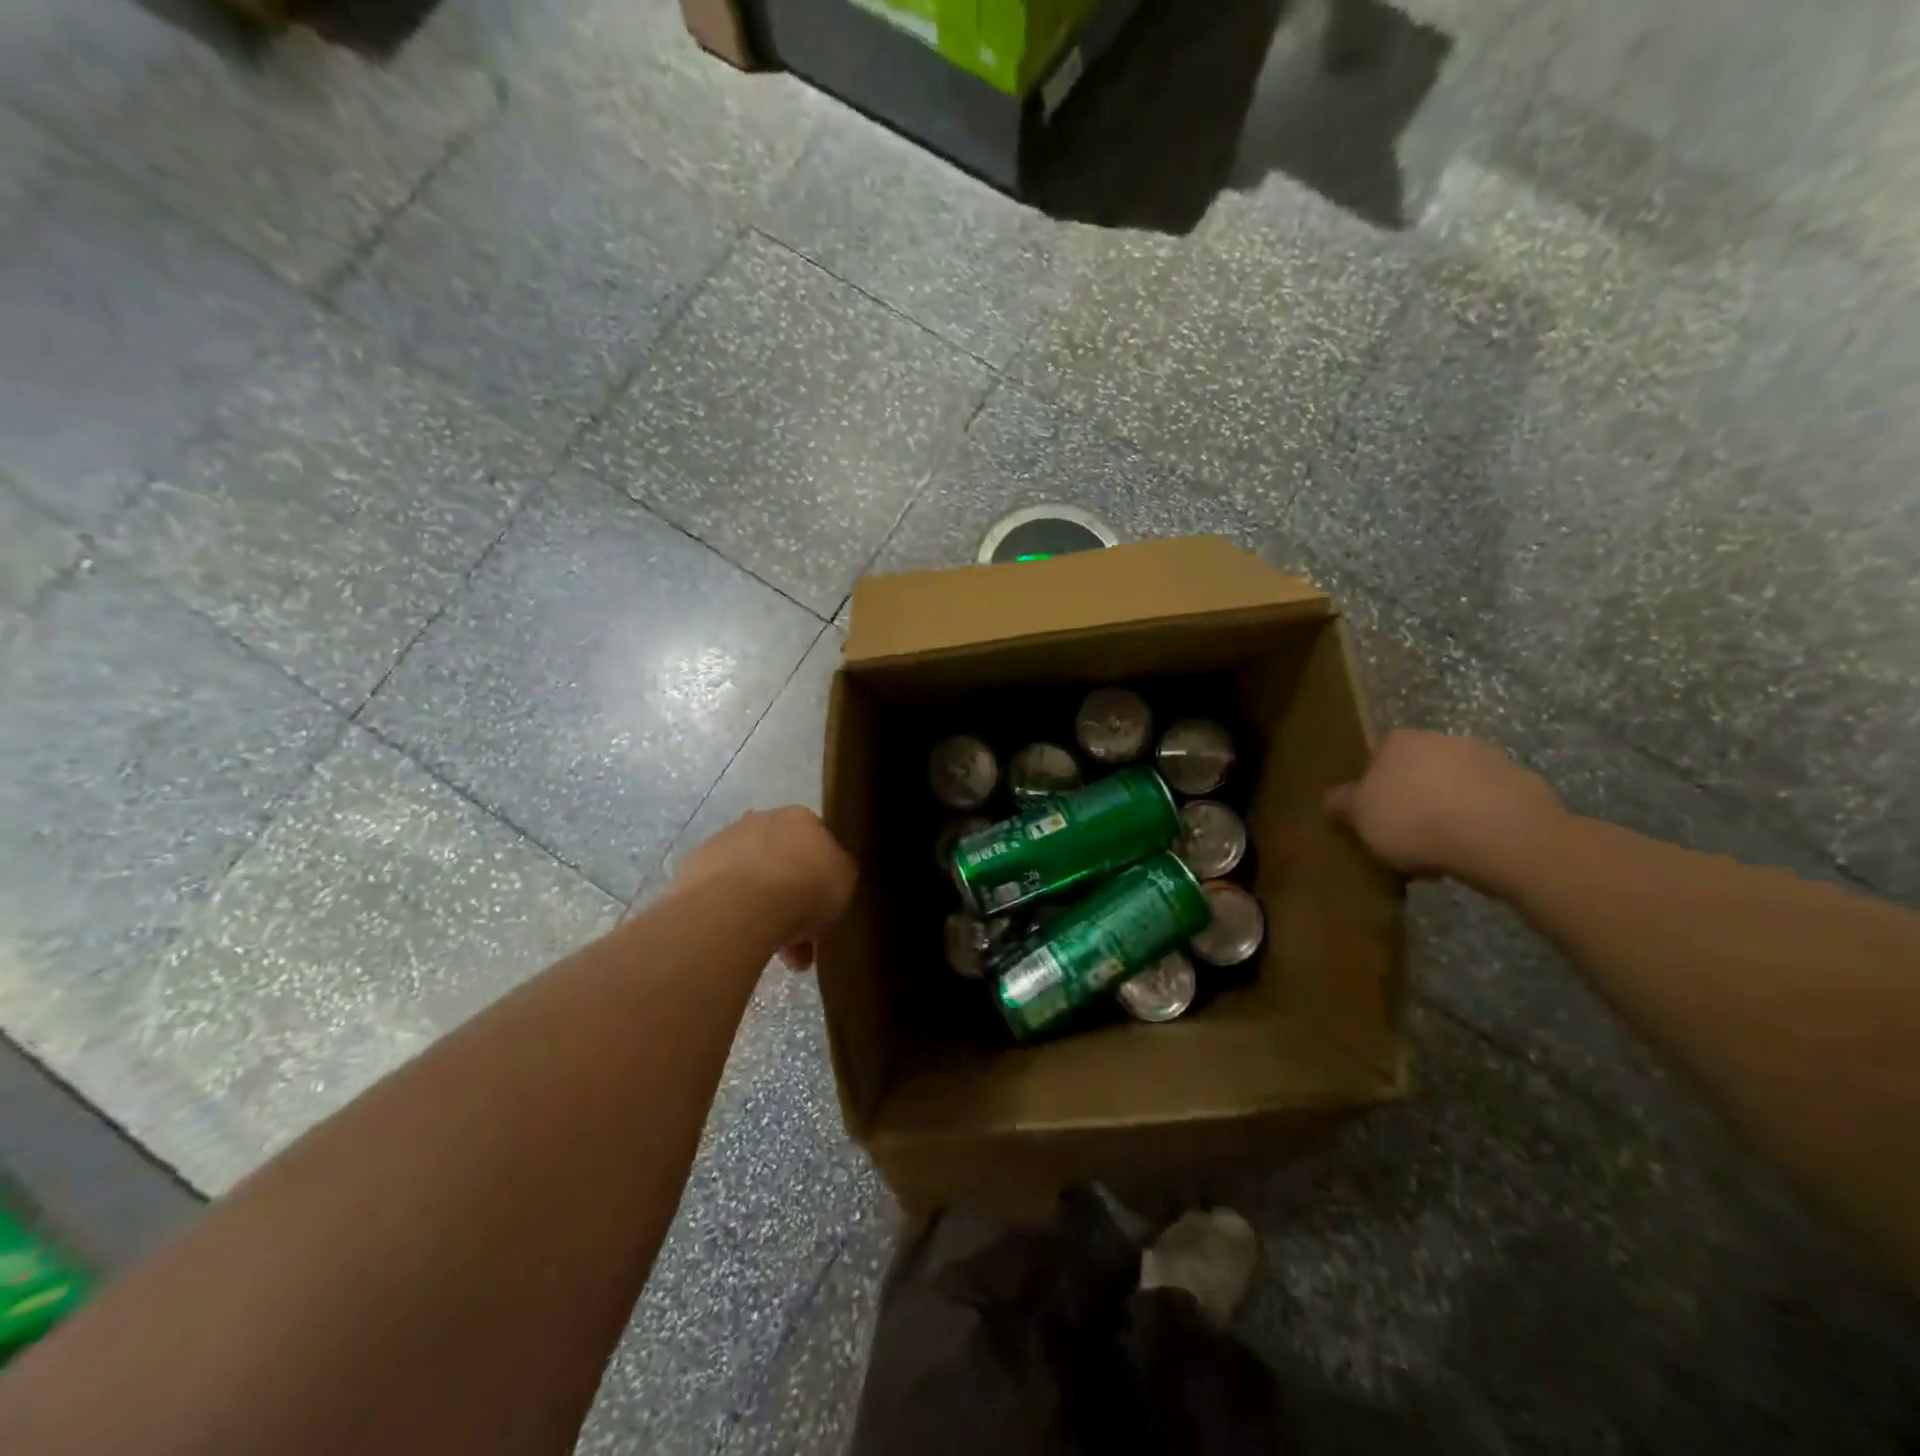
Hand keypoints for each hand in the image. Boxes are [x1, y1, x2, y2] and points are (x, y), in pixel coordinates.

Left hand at [669, 807, 857, 968]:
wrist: (738, 908)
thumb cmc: (804, 890)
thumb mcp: (845, 882)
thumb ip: (840, 872)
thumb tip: (830, 874)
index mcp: (801, 817)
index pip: (818, 841)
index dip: (822, 875)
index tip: (825, 906)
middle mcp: (760, 819)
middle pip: (781, 860)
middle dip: (791, 897)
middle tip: (800, 940)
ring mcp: (722, 842)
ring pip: (751, 878)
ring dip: (762, 910)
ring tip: (770, 954)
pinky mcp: (692, 869)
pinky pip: (722, 895)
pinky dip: (732, 915)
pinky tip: (740, 941)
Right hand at [1325, 730, 1568, 890]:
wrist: (1503, 836)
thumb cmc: (1415, 821)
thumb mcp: (1359, 817)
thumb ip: (1342, 803)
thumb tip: (1333, 797)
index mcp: (1398, 741)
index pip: (1376, 760)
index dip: (1373, 790)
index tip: (1375, 819)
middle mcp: (1441, 738)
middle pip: (1417, 770)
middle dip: (1413, 798)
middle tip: (1407, 837)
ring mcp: (1487, 757)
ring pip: (1455, 786)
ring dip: (1448, 809)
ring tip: (1442, 850)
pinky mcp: (1523, 782)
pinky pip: (1489, 803)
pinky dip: (1480, 821)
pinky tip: (1475, 850)